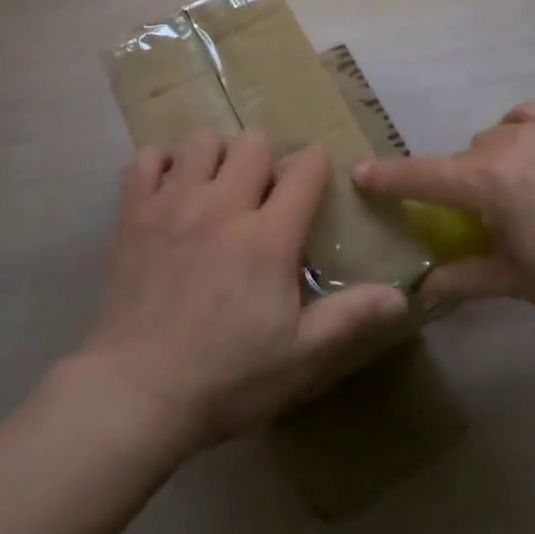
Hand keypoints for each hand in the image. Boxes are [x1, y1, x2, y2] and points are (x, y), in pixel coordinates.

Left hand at [80, 130, 410, 452]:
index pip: (305, 168)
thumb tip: (401, 297)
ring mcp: (174, 203)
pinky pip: (146, 159)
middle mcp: (223, 205)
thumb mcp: (300, 357)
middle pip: (253, 142)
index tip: (313, 180)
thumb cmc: (226, 378)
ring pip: (202, 140)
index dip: (315, 165)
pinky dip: (160, 166)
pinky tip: (167, 192)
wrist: (136, 393)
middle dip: (265, 158)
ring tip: (213, 188)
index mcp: (268, 236)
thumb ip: (350, 318)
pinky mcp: (133, 212)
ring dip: (214, 156)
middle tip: (260, 193)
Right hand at [355, 104, 534, 325]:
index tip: (359, 173)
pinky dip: (514, 133)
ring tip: (519, 195)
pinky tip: (530, 157)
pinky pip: (520, 118)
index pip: (423, 177)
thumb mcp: (519, 281)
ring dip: (489, 164)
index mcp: (488, 183)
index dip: (388, 177)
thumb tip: (423, 291)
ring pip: (490, 138)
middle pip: (461, 160)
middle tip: (484, 221)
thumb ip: (465, 278)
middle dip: (461, 187)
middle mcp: (505, 144)